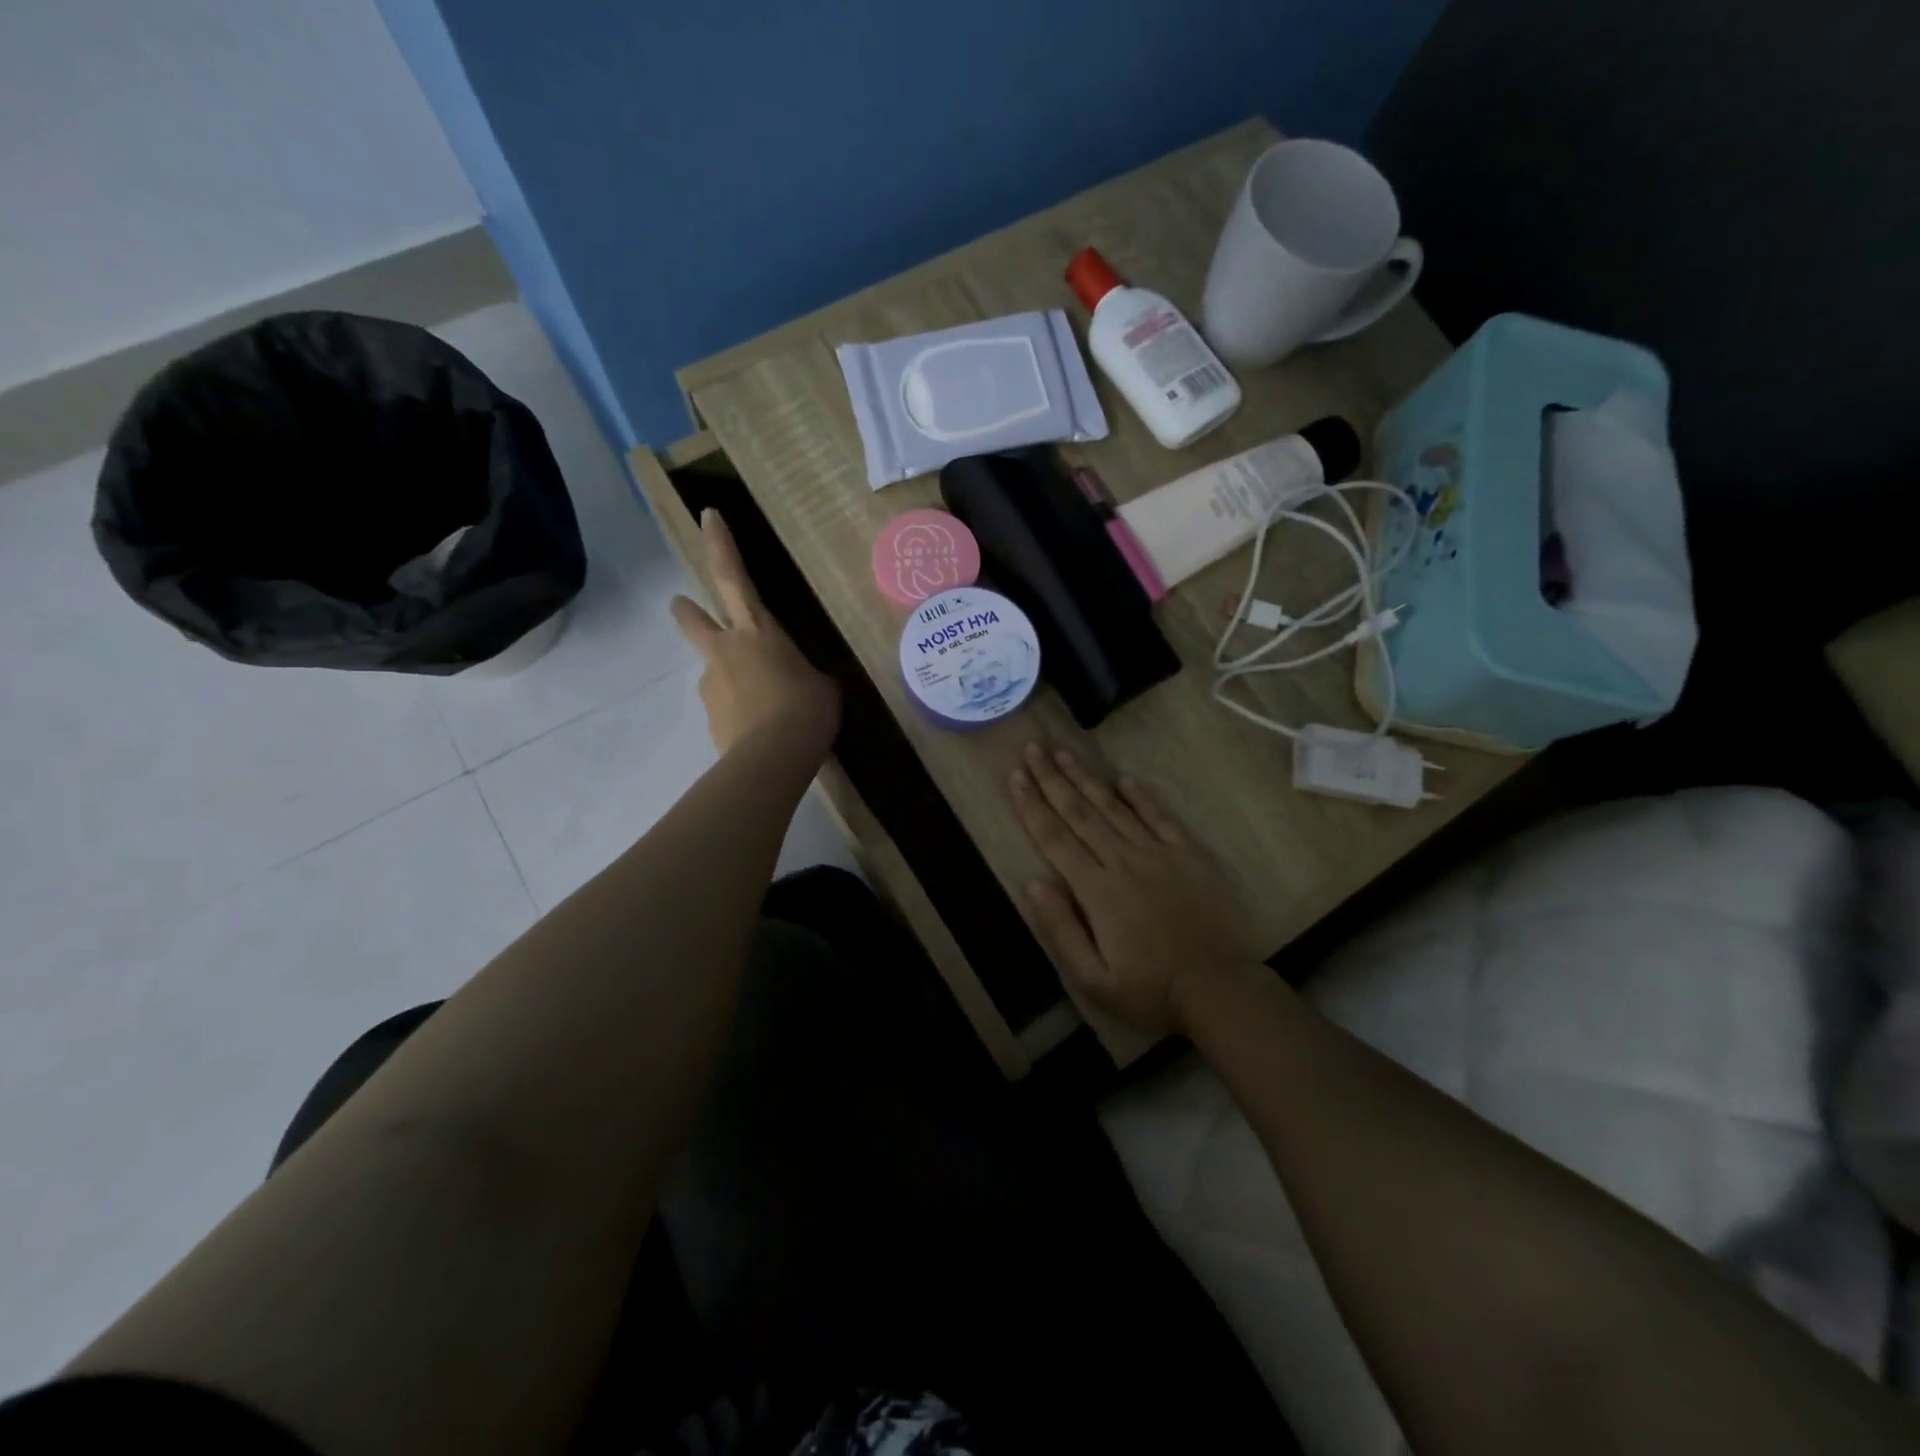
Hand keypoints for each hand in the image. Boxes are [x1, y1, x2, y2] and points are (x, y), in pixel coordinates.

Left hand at [670, 510, 839, 758]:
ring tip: (762, 707)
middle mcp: (725, 650)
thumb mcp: (821, 685)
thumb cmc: (807, 709)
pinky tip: (758, 731)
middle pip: (693, 618)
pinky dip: (737, 712)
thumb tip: (791, 681)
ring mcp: (712, 684)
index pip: (732, 576)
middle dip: (688, 610)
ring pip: (714, 670)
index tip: (707, 516)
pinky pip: (725, 707)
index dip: (720, 545)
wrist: (773, 759)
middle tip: (685, 607)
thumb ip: (800, 673)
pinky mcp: (710, 718)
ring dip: (730, 678)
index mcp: (757, 631)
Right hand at [1010, 743, 1261, 1037]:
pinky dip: (1141, 797)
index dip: (1032, 805)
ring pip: (1114, 808)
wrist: (1219, 989)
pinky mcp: (1189, 856)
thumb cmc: (1150, 990)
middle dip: (1052, 779)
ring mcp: (1158, 854)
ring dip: (1086, 779)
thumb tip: (1034, 883)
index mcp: (1096, 890)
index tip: (1016, 776)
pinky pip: (1160, 818)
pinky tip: (1125, 778)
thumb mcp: (1093, 979)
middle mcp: (1123, 861)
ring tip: (1064, 753)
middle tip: (1033, 748)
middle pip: (1080, 812)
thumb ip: (1061, 929)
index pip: (1055, 838)